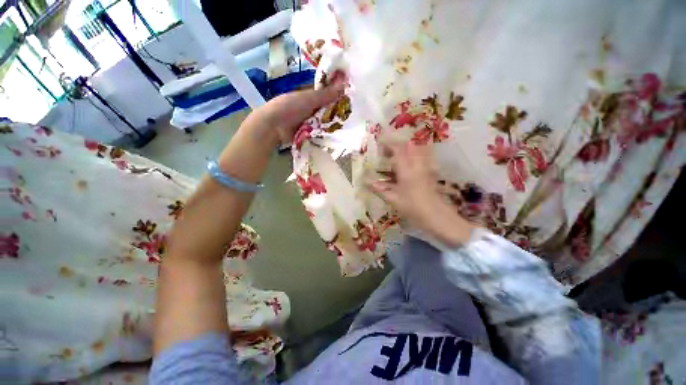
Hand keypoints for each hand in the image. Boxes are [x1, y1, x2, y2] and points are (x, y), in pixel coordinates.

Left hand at [250, 72, 345, 144]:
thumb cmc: (289, 106)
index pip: (328, 94)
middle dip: (338, 112)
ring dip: (334, 124)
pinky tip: (339, 135)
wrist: (273, 126)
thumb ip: (326, 94)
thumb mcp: (309, 98)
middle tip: (354, 116)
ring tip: (350, 126)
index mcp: (310, 95)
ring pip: (325, 121)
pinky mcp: (309, 133)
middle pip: (328, 109)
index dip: (339, 95)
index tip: (352, 99)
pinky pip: (321, 132)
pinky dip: (327, 133)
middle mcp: (311, 107)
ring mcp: (310, 121)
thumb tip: (345, 82)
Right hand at [368, 142, 474, 246]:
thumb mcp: (393, 198)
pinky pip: (423, 156)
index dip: (387, 144)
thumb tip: (365, 182)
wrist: (435, 215)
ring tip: (396, 155)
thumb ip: (379, 188)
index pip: (398, 149)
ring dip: (405, 148)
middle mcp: (417, 164)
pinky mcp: (430, 171)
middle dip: (396, 145)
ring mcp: (426, 166)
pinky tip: (409, 162)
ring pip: (417, 149)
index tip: (379, 144)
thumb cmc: (412, 207)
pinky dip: (415, 154)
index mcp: (407, 170)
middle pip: (408, 145)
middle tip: (385, 152)